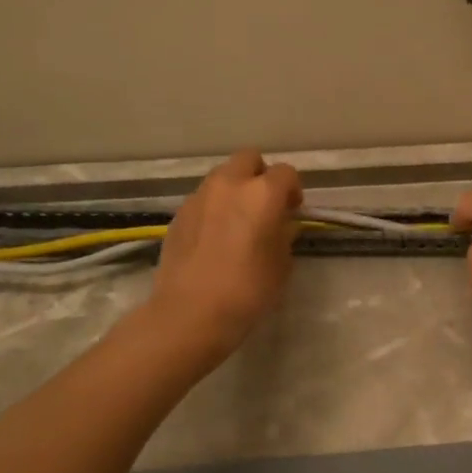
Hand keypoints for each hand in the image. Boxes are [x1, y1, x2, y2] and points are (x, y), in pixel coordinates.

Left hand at [145, 150, 302, 355]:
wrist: (189, 313)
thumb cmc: (247, 290)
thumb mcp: (281, 264)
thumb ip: (284, 234)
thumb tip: (280, 224)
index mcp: (262, 193)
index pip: (286, 173)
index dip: (293, 190)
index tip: (293, 211)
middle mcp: (229, 185)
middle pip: (248, 159)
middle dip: (260, 175)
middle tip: (265, 205)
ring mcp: (199, 197)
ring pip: (222, 176)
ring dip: (234, 189)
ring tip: (237, 221)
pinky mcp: (178, 214)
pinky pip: (203, 199)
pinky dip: (213, 208)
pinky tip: (214, 237)